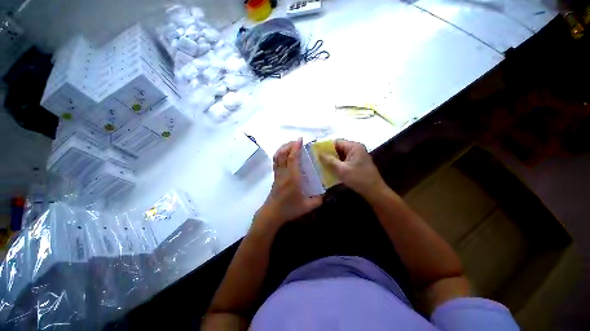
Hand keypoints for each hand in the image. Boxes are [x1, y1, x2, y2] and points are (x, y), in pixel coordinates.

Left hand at [254, 138, 322, 230]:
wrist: (272, 213)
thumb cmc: (289, 209)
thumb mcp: (307, 206)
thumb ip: (318, 200)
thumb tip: (326, 194)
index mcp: (292, 178)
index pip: (292, 158)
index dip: (296, 147)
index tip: (300, 140)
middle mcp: (284, 173)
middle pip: (283, 154)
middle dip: (289, 145)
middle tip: (297, 141)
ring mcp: (277, 174)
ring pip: (277, 156)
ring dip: (283, 148)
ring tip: (291, 145)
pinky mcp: (275, 176)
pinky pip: (275, 161)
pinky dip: (279, 154)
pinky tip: (284, 154)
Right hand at [320, 139, 386, 200]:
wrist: (374, 192)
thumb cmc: (358, 179)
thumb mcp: (341, 170)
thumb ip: (329, 160)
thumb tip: (318, 153)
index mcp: (354, 147)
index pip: (336, 142)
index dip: (326, 146)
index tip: (316, 153)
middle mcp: (356, 149)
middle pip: (338, 148)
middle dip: (328, 154)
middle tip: (317, 160)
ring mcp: (357, 156)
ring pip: (340, 155)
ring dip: (332, 159)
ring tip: (321, 165)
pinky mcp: (357, 163)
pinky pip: (344, 160)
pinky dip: (337, 164)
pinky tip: (330, 169)